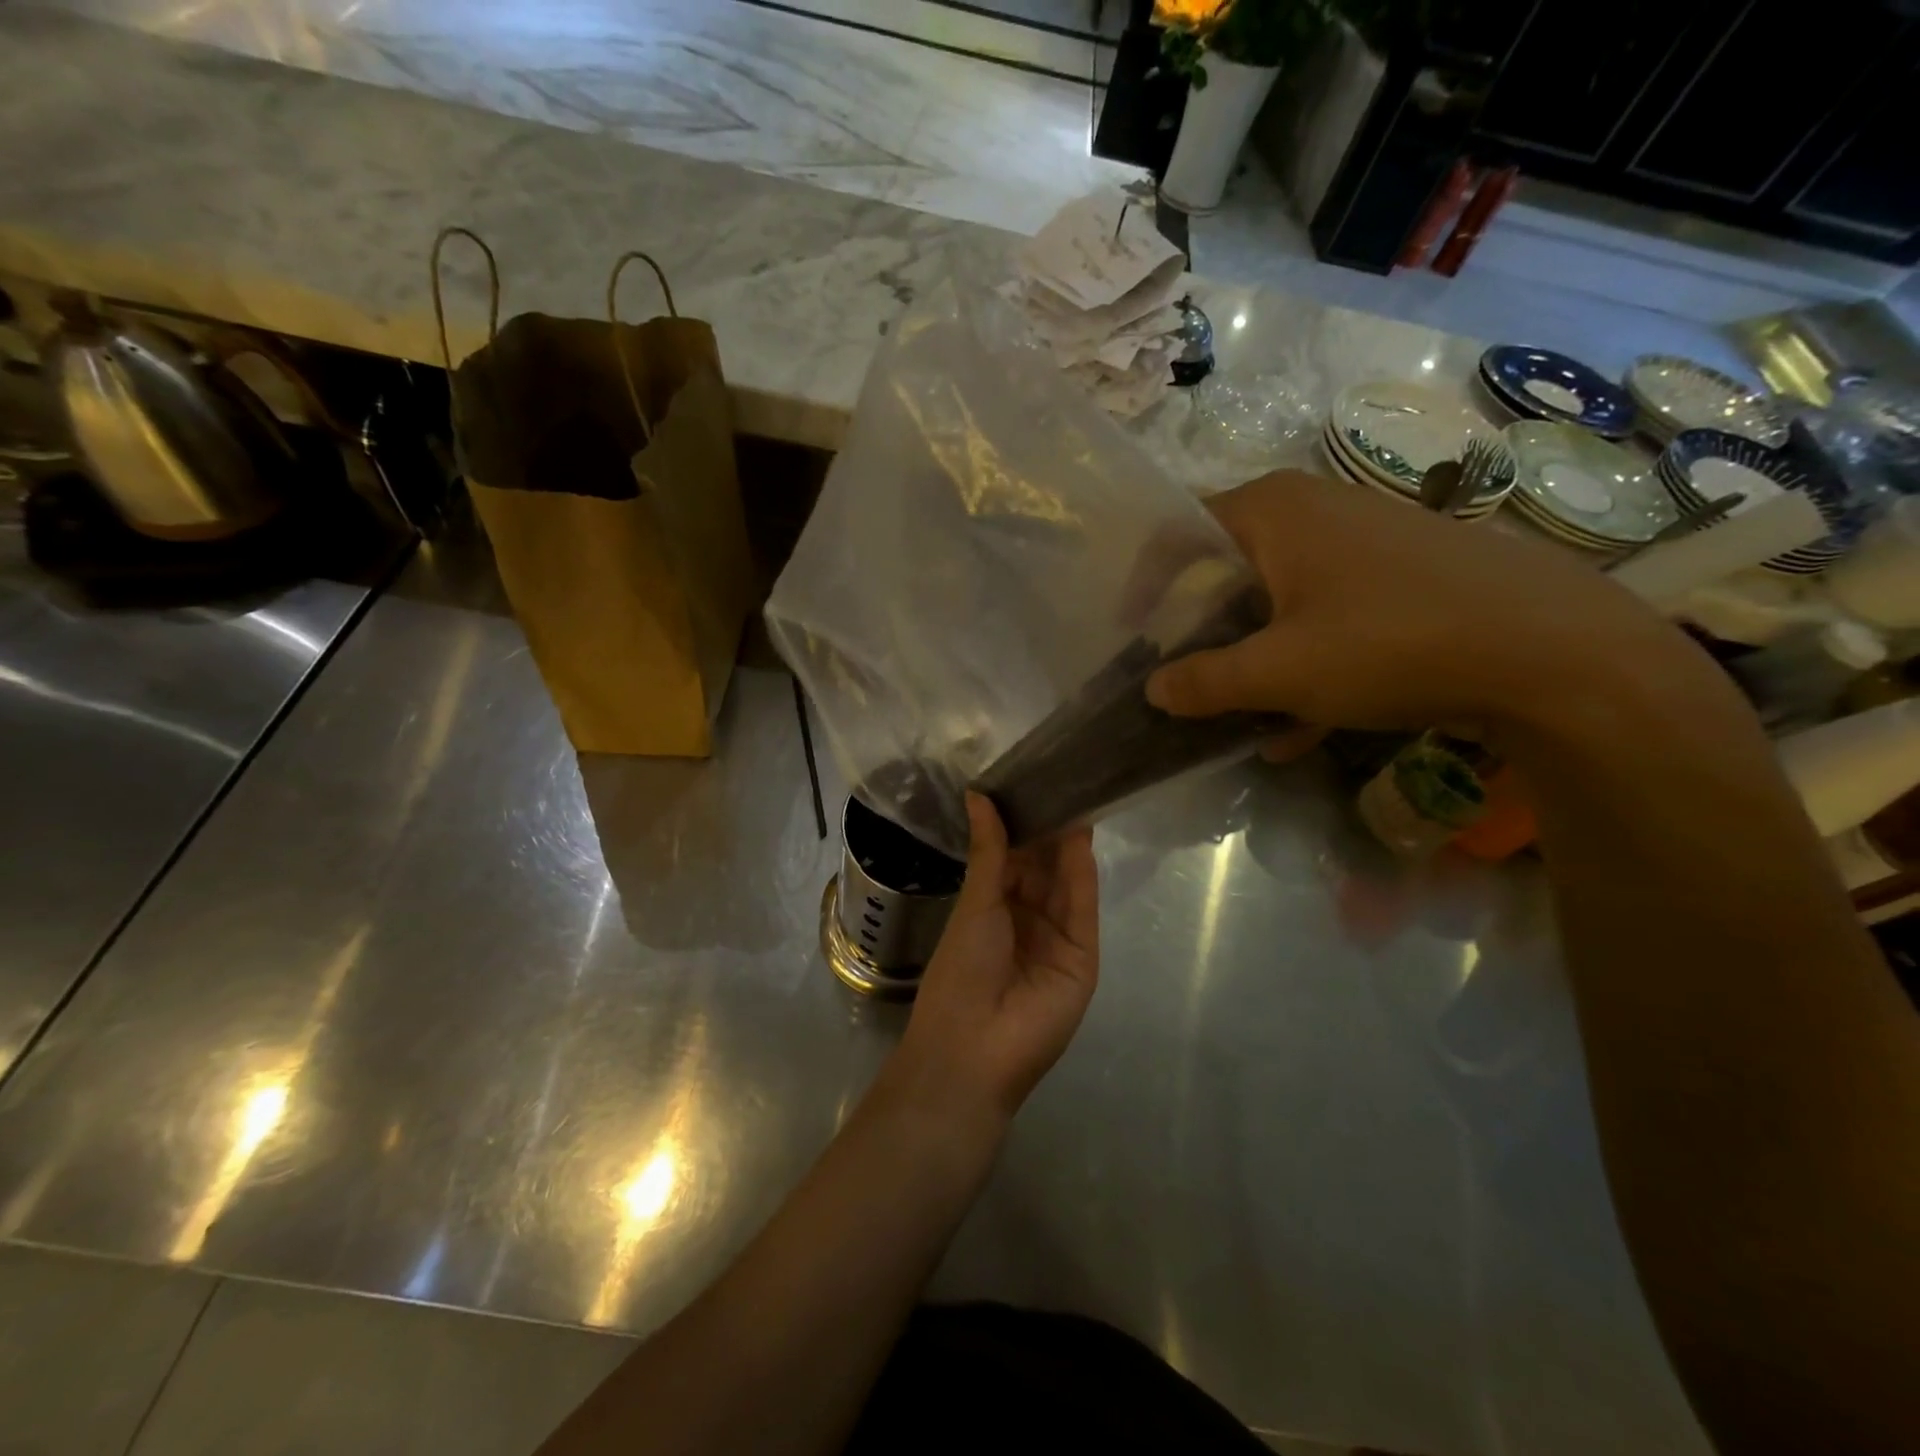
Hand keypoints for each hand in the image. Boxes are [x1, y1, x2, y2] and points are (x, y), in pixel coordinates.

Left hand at [889, 794, 1098, 1125]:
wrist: (975, 1048)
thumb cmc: (961, 971)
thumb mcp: (974, 903)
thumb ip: (989, 850)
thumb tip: (978, 794)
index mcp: (993, 908)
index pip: (1013, 858)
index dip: (1020, 824)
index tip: (1029, 782)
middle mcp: (1027, 919)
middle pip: (1043, 867)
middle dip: (1049, 828)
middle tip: (1059, 778)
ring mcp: (1057, 937)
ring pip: (1066, 882)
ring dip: (1069, 844)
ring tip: (1074, 794)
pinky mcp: (1083, 956)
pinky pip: (1082, 907)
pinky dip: (1082, 873)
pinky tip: (1081, 837)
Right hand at [1145, 470, 1691, 735]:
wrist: (1555, 652)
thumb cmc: (1391, 642)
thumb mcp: (1279, 671)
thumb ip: (1204, 681)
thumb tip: (1153, 689)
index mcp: (1273, 509)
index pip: (1180, 532)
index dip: (1147, 585)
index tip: (1132, 637)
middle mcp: (1314, 508)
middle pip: (1228, 568)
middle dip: (1201, 630)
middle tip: (1179, 678)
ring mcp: (1364, 540)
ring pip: (1278, 599)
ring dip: (1252, 656)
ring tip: (1237, 715)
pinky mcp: (1402, 575)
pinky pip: (1327, 615)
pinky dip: (1305, 661)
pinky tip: (1301, 726)